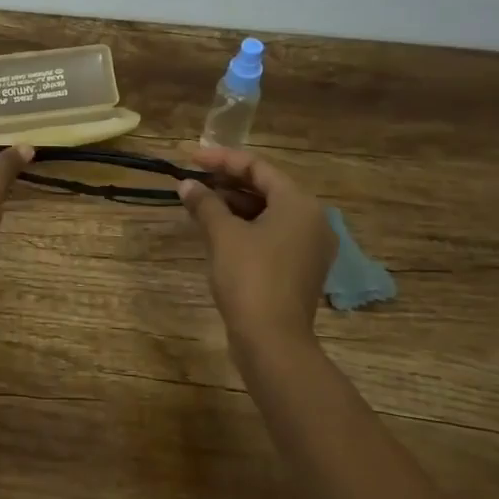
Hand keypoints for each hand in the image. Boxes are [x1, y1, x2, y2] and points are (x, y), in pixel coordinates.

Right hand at [179, 146, 336, 340]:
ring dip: (234, 204)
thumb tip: (186, 185)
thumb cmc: (250, 277)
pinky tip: (217, 229)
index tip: (190, 158)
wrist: (272, 340)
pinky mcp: (299, 268)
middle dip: (227, 182)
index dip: (222, 159)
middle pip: (266, 188)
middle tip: (194, 179)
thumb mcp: (222, 235)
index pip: (258, 167)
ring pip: (268, 212)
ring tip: (199, 202)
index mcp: (299, 204)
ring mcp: (308, 246)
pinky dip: (245, 226)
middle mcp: (311, 220)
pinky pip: (271, 234)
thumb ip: (205, 203)